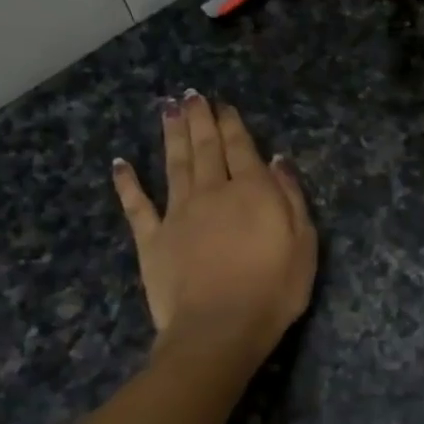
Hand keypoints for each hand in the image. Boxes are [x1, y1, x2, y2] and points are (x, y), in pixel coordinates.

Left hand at [112, 92, 316, 365]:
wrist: (219, 328)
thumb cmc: (273, 290)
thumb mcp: (304, 244)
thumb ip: (291, 199)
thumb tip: (277, 161)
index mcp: (251, 192)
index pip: (241, 148)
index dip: (232, 124)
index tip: (224, 105)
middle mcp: (211, 192)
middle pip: (205, 148)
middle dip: (199, 119)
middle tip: (191, 95)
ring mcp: (177, 214)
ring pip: (173, 164)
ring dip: (171, 135)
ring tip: (167, 109)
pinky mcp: (152, 239)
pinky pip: (137, 205)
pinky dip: (127, 183)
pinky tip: (120, 163)